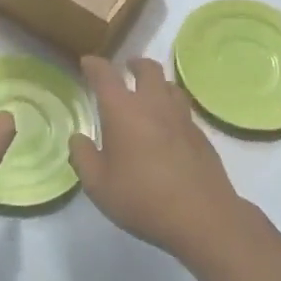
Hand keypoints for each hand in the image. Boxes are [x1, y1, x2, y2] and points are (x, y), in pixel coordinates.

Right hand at [70, 56, 249, 258]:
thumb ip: (83, 157)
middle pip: (147, 69)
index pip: (106, 76)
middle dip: (134, 64)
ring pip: (170, 86)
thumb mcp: (98, 185)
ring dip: (157, 83)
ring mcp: (181, 118)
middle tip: (127, 68)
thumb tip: (78, 138)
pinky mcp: (200, 135)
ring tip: (149, 93)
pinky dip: (172, 107)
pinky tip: (168, 126)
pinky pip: (183, 109)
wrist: (202, 217)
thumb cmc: (142, 199)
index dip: (94, 66)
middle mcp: (154, 105)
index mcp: (123, 110)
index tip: (88, 63)